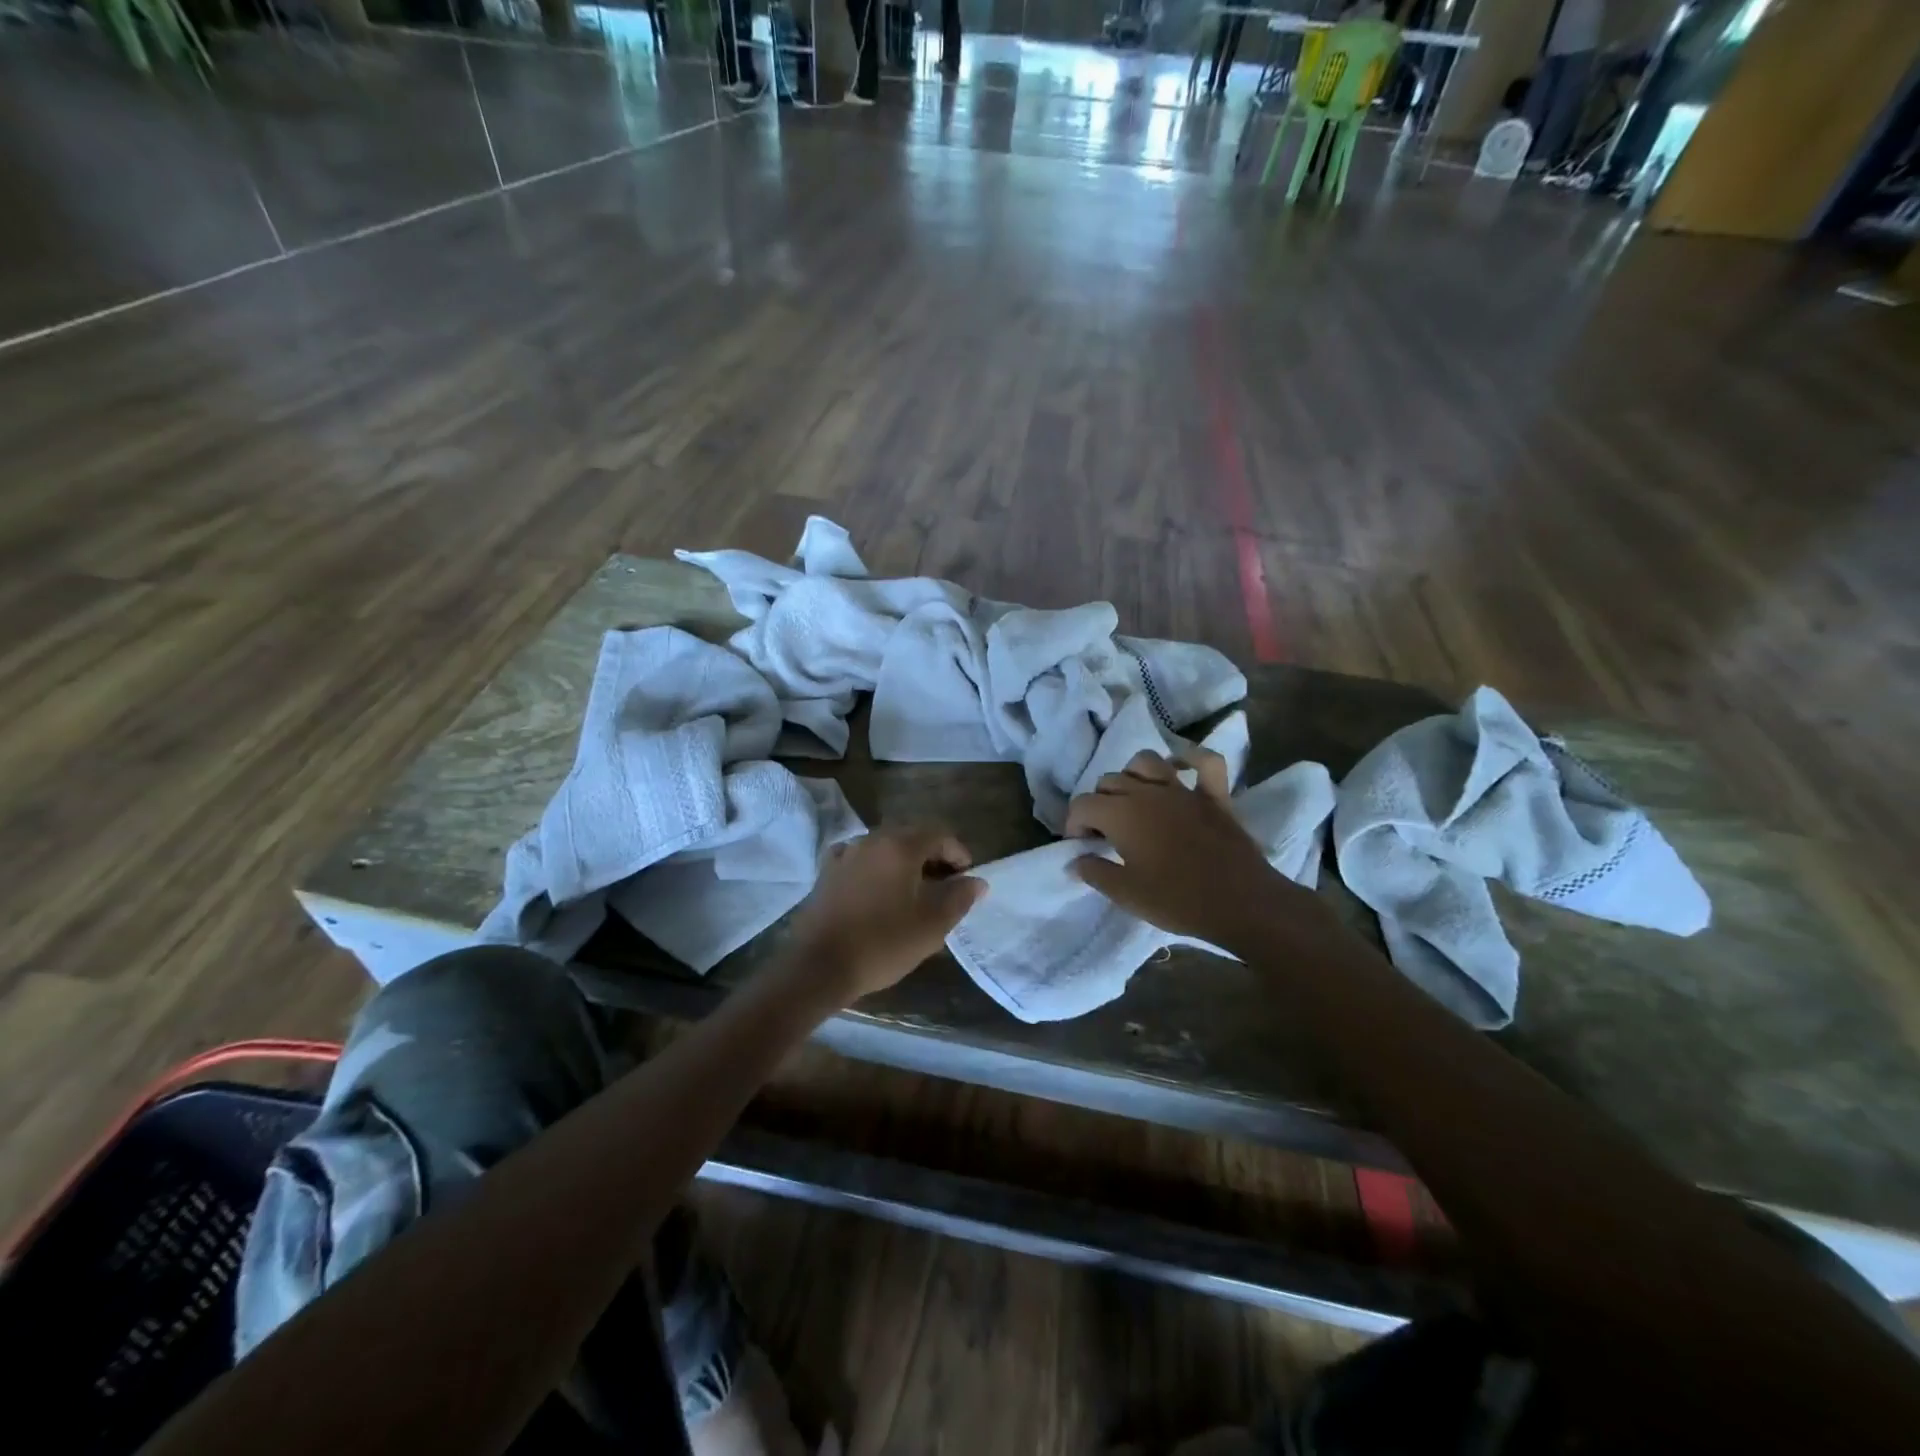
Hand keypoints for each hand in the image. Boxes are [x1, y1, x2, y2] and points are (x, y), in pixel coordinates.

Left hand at [786, 826, 987, 1003]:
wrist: (818, 965)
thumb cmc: (882, 943)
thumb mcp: (931, 925)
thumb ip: (959, 898)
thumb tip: (976, 882)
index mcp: (900, 846)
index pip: (938, 833)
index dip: (958, 852)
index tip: (966, 877)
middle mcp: (871, 840)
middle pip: (910, 835)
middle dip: (932, 855)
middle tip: (944, 884)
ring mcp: (845, 854)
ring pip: (884, 846)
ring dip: (903, 861)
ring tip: (913, 891)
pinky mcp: (826, 872)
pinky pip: (859, 859)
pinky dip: (875, 868)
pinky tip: (877, 889)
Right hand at [1065, 747, 1312, 945]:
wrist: (1241, 904)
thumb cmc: (1178, 900)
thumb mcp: (1126, 894)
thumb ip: (1095, 873)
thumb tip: (1074, 861)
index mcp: (1122, 814)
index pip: (1083, 804)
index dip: (1074, 823)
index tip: (1081, 845)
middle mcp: (1148, 792)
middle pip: (1110, 782)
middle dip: (1099, 803)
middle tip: (1104, 833)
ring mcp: (1183, 790)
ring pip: (1147, 762)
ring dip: (1133, 775)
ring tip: (1133, 800)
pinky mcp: (1215, 796)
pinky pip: (1205, 762)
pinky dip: (1191, 758)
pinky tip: (1179, 768)